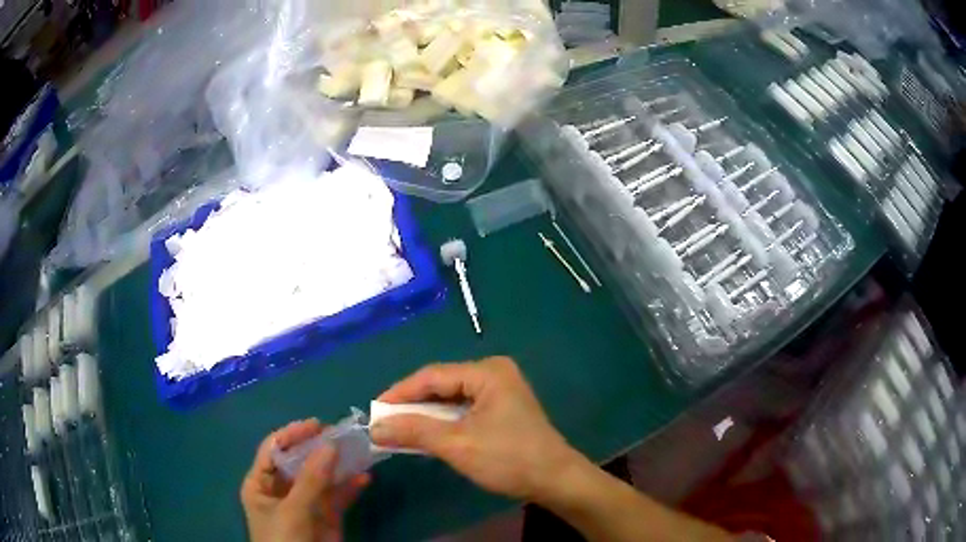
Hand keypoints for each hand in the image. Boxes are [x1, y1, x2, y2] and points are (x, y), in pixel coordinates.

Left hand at [241, 419, 369, 541]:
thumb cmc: (283, 540)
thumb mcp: (292, 510)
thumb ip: (310, 480)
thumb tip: (330, 444)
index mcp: (261, 483)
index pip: (274, 450)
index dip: (293, 434)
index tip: (318, 425)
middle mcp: (282, 490)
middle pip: (300, 461)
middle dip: (320, 448)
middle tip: (344, 435)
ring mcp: (305, 504)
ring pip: (322, 478)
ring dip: (339, 466)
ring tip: (359, 451)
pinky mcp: (326, 518)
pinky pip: (338, 497)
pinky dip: (351, 487)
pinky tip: (365, 478)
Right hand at [370, 356, 585, 501]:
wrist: (555, 480)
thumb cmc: (508, 459)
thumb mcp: (457, 445)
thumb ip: (414, 431)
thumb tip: (375, 427)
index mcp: (487, 372)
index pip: (432, 376)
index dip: (400, 393)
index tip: (374, 410)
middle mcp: (494, 373)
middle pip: (442, 385)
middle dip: (412, 405)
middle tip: (384, 421)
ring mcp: (501, 390)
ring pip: (452, 398)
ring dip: (427, 415)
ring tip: (399, 429)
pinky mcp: (503, 408)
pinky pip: (465, 408)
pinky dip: (444, 421)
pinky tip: (428, 433)